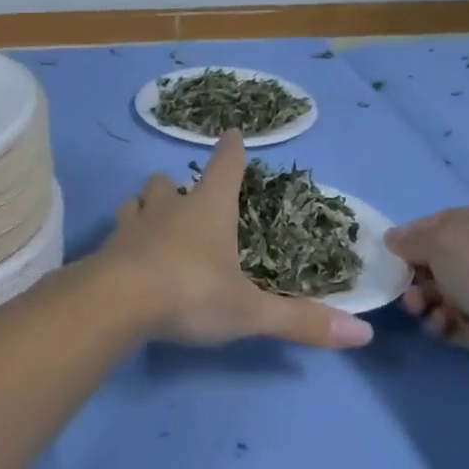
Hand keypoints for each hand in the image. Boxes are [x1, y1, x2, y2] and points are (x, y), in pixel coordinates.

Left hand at [101, 132, 373, 349]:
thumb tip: (363, 335)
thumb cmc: (192, 293)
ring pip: (135, 202)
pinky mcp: (105, 249)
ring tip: (152, 222)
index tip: (230, 133)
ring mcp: (131, 226)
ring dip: (145, 207)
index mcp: (208, 211)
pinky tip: (127, 258)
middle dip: (176, 187)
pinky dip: (123, 240)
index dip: (230, 151)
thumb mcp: (250, 312)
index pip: (224, 168)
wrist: (117, 302)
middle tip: (185, 200)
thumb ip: (300, 322)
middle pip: (167, 183)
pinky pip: (115, 234)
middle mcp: (167, 209)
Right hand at [384, 204, 468, 370]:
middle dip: (419, 272)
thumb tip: (393, 239)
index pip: (449, 220)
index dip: (417, 233)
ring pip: (450, 292)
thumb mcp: (440, 239)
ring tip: (419, 308)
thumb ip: (411, 238)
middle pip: (447, 259)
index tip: (393, 249)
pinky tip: (441, 324)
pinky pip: (460, 321)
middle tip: (403, 285)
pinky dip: (444, 322)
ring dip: (426, 299)